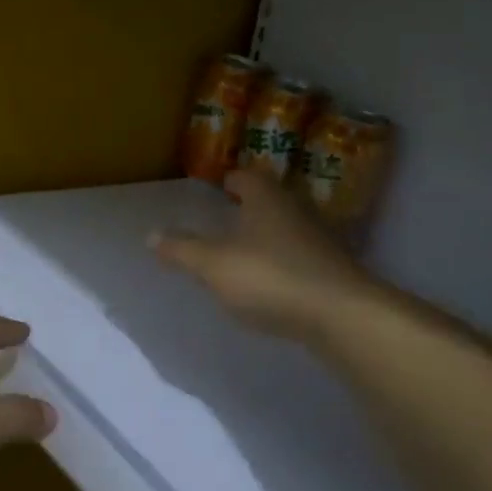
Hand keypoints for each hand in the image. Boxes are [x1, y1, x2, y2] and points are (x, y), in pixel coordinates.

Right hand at [151, 169, 377, 342]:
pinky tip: (272, 281)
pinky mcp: (331, 269)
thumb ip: (183, 250)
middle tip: (227, 217)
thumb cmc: (271, 277)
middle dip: (250, 206)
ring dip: (268, 235)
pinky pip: (300, 256)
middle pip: (270, 200)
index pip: (246, 177)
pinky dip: (283, 262)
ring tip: (245, 251)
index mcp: (266, 198)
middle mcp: (296, 210)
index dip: (230, 181)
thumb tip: (151, 234)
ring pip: (287, 228)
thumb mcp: (215, 265)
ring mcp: (319, 239)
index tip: (218, 188)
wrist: (340, 313)